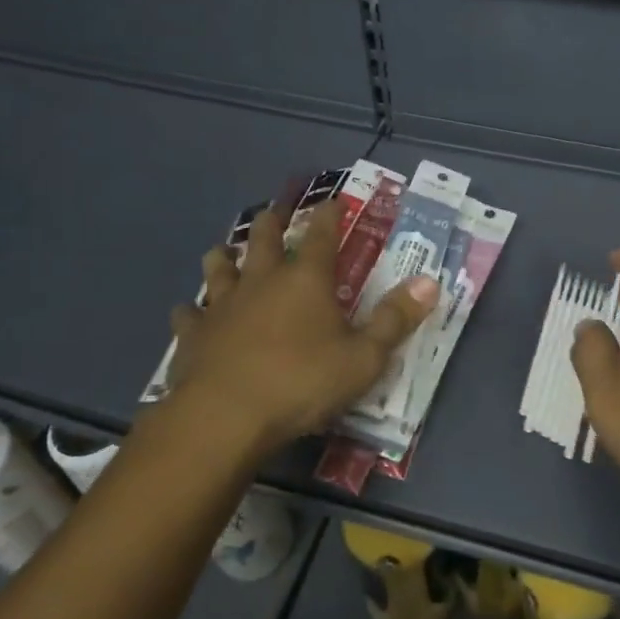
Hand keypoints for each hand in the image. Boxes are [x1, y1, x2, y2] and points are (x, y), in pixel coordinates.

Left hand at [159, 199, 438, 458]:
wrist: (225, 417)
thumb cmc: (302, 382)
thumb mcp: (364, 358)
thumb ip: (395, 319)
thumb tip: (430, 283)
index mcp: (306, 279)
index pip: (322, 234)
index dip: (329, 214)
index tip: (333, 201)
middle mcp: (262, 280)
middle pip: (265, 238)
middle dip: (273, 221)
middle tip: (275, 212)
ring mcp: (222, 304)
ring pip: (219, 266)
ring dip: (225, 256)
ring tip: (226, 252)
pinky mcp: (193, 334)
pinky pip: (189, 313)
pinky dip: (193, 310)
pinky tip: (191, 313)